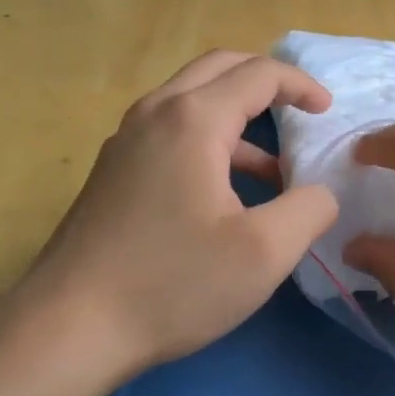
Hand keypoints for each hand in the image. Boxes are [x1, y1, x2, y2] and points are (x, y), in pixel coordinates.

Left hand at [8, 51, 338, 384]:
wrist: (67, 327)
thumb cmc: (171, 283)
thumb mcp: (263, 253)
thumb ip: (309, 210)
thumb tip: (321, 192)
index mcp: (193, 119)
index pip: (258, 74)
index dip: (300, 85)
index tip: (327, 112)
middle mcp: (156, 113)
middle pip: (220, 68)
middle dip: (266, 81)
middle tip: (300, 110)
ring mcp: (127, 139)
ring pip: (192, 99)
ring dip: (237, 116)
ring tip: (273, 168)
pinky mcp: (113, 169)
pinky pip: (171, 129)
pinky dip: (209, 139)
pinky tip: (224, 193)